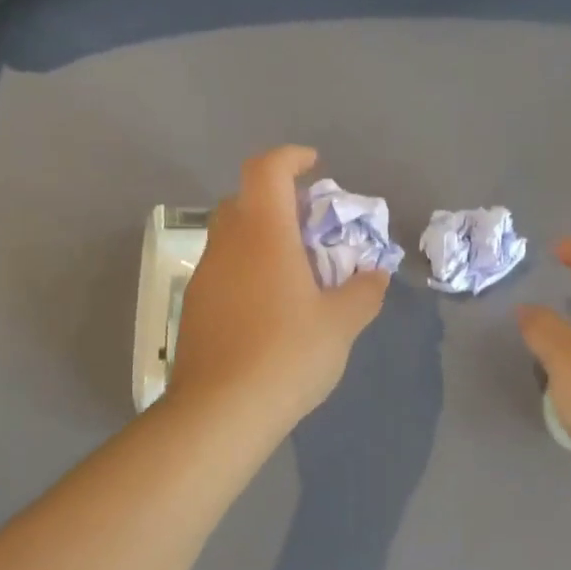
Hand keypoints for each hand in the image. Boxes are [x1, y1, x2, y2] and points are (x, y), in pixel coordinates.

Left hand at [167, 146, 389, 430]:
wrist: (221, 412)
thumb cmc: (287, 355)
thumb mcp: (341, 324)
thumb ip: (363, 292)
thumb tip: (376, 275)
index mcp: (264, 235)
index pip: (267, 170)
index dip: (290, 158)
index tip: (314, 166)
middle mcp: (228, 245)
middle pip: (245, 199)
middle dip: (278, 201)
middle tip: (310, 227)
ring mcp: (205, 277)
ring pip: (231, 236)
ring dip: (261, 238)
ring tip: (295, 271)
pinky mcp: (195, 308)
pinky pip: (224, 269)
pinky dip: (247, 269)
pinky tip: (270, 308)